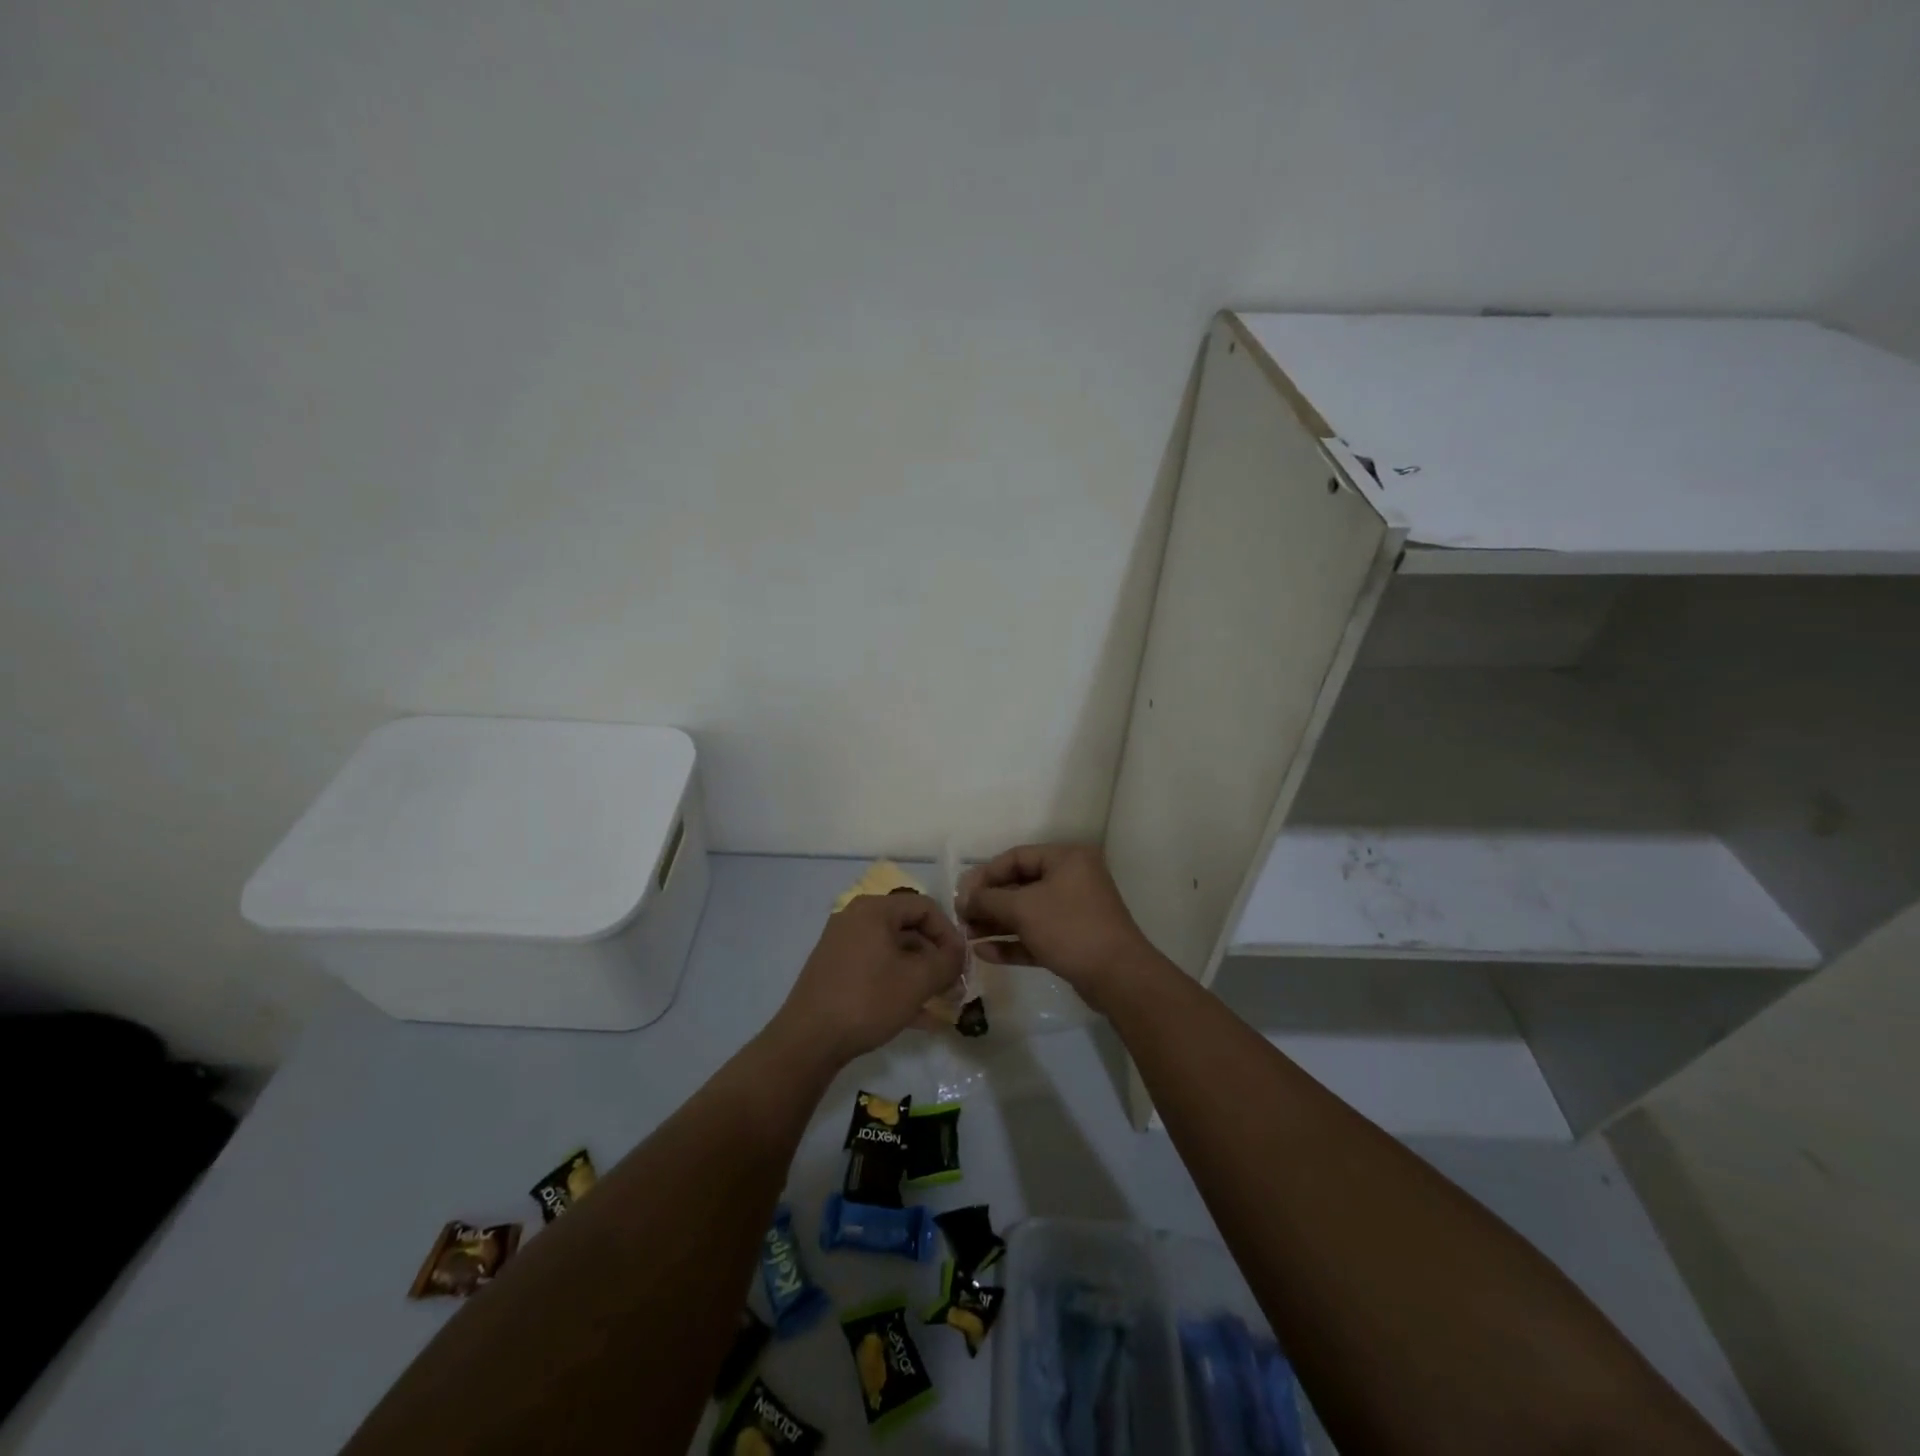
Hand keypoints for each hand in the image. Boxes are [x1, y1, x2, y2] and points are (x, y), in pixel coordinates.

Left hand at [772, 893, 965, 1065]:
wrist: (807, 1041)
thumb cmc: (867, 1000)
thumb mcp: (918, 981)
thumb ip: (947, 961)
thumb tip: (959, 952)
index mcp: (874, 910)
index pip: (925, 907)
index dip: (950, 933)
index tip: (962, 963)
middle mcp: (855, 919)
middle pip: (909, 929)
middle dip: (936, 958)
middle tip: (955, 985)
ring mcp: (842, 946)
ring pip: (894, 953)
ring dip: (921, 976)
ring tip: (942, 1004)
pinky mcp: (835, 972)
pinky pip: (877, 970)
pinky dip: (899, 986)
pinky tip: (919, 1018)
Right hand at [957, 844, 1156, 1006]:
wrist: (1118, 977)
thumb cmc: (1069, 928)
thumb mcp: (1023, 908)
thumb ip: (988, 900)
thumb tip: (964, 898)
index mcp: (1066, 859)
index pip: (1016, 857)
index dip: (985, 874)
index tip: (962, 894)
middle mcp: (1072, 879)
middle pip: (1020, 885)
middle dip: (989, 903)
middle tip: (962, 918)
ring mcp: (1073, 912)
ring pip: (1027, 913)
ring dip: (996, 924)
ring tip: (967, 936)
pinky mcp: (1073, 941)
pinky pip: (1036, 936)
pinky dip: (1012, 942)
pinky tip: (984, 953)